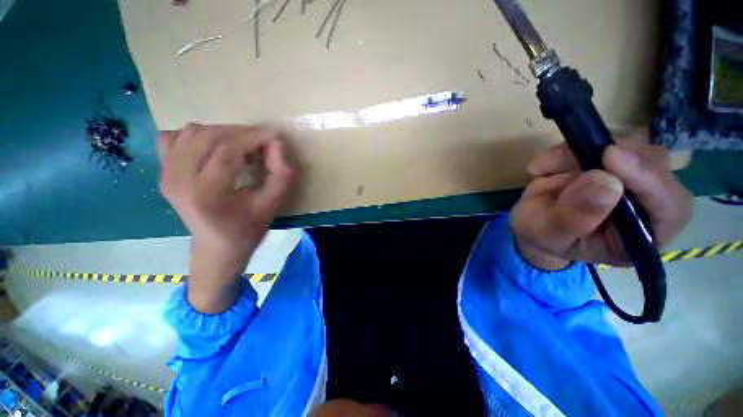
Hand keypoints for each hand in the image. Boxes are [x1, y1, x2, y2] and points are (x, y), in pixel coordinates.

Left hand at [158, 124, 294, 312]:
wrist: (217, 247)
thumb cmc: (248, 229)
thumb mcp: (273, 204)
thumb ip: (282, 174)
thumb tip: (277, 144)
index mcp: (206, 193)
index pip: (228, 150)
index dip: (254, 137)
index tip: (274, 138)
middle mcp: (178, 180)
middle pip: (208, 136)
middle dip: (241, 133)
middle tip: (261, 144)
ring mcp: (165, 174)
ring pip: (192, 132)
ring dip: (222, 133)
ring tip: (241, 147)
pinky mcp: (162, 172)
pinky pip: (173, 137)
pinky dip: (196, 136)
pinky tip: (213, 150)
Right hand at [510, 133, 692, 269]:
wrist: (532, 224)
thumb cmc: (542, 238)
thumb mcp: (548, 235)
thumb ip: (574, 218)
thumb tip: (605, 180)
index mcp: (642, 237)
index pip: (670, 208)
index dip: (649, 180)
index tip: (610, 157)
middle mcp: (648, 205)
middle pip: (658, 168)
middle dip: (616, 156)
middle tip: (573, 156)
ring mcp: (631, 179)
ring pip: (633, 147)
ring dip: (587, 149)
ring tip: (547, 167)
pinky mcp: (612, 161)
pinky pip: (603, 141)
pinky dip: (571, 148)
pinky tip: (545, 166)